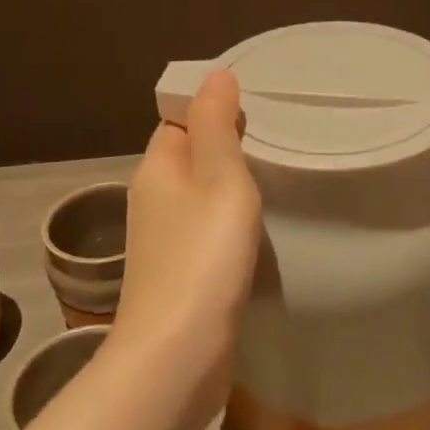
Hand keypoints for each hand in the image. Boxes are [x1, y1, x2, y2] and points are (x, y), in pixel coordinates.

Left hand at [113, 69, 262, 418]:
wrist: (177, 355)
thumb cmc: (203, 256)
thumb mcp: (219, 178)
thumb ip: (216, 125)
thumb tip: (214, 74)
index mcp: (156, 168)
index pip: (178, 120)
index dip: (211, 109)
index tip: (257, 106)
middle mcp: (151, 199)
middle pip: (189, 157)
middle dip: (225, 146)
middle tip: (277, 140)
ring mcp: (162, 241)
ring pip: (198, 196)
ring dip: (228, 187)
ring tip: (274, 178)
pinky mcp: (178, 275)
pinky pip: (204, 231)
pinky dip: (227, 223)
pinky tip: (255, 230)